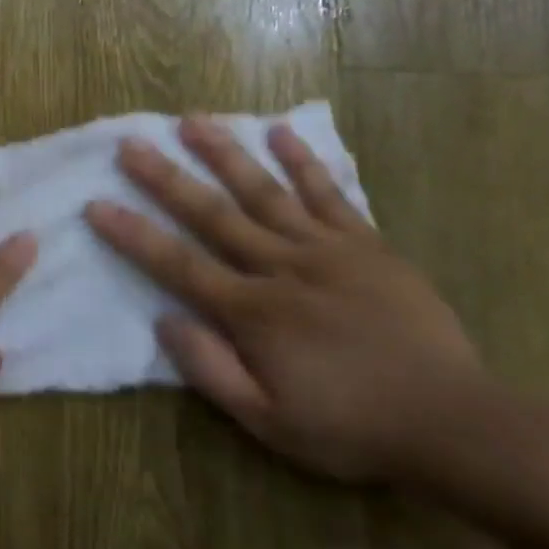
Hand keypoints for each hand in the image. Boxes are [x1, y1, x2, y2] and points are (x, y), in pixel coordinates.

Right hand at [83, 117, 482, 482]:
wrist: (451, 421)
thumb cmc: (350, 427)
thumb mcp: (269, 422)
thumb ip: (212, 370)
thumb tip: (165, 321)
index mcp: (253, 313)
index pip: (178, 265)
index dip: (134, 235)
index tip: (97, 205)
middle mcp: (282, 268)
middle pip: (214, 214)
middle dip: (167, 178)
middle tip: (131, 144)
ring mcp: (327, 249)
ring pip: (266, 192)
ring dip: (226, 154)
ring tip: (193, 121)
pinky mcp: (366, 245)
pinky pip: (330, 195)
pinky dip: (304, 162)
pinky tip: (281, 132)